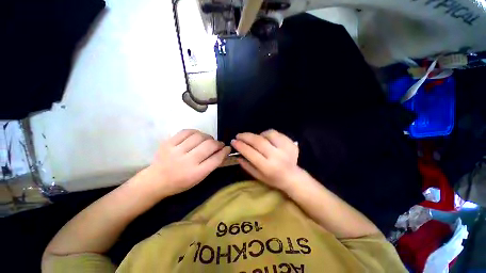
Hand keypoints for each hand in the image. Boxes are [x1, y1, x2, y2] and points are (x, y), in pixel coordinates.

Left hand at [146, 129, 230, 196]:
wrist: (156, 181)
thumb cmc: (180, 183)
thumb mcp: (198, 179)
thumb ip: (211, 165)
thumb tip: (223, 152)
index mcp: (196, 173)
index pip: (216, 158)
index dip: (225, 151)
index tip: (227, 148)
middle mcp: (187, 161)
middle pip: (209, 145)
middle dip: (218, 143)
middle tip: (219, 144)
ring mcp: (176, 151)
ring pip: (199, 136)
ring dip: (208, 137)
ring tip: (208, 140)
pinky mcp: (168, 143)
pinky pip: (186, 131)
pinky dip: (196, 132)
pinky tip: (197, 136)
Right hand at [231, 129, 300, 190]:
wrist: (293, 177)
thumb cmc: (273, 179)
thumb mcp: (258, 176)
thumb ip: (247, 166)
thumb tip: (237, 155)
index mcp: (268, 167)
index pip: (251, 153)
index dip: (240, 146)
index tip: (233, 141)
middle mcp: (277, 156)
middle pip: (258, 141)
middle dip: (246, 136)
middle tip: (239, 135)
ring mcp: (286, 148)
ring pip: (268, 134)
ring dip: (259, 135)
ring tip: (256, 139)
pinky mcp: (291, 143)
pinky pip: (277, 133)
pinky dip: (268, 134)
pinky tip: (267, 139)